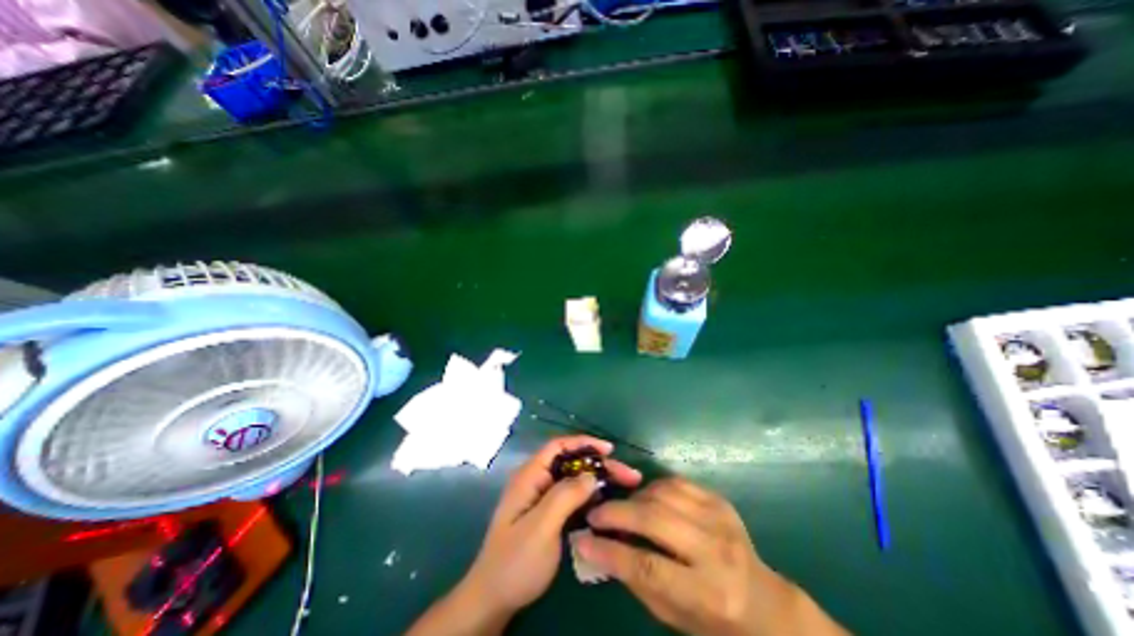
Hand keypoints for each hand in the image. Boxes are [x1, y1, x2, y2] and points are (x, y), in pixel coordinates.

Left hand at [456, 436, 635, 618]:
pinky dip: (590, 495)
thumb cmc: (515, 562)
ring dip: (597, 480)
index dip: (583, 443)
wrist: (494, 599)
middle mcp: (536, 480)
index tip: (610, 450)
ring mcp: (542, 497)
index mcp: (530, 476)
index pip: (558, 446)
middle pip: (570, 462)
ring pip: (574, 479)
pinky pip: (572, 496)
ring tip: (624, 485)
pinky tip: (607, 502)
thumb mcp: (541, 528)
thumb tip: (592, 475)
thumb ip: (565, 497)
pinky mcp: (548, 513)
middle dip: (598, 464)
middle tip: (628, 475)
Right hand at [580, 478, 844, 635]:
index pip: (649, 566)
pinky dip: (654, 487)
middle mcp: (716, 551)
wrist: (764, 603)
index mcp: (708, 594)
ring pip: (663, 493)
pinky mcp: (719, 500)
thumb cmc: (714, 620)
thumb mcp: (674, 617)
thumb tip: (599, 548)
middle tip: (595, 512)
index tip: (583, 540)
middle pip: (655, 519)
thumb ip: (637, 581)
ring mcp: (720, 519)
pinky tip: (646, 498)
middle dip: (618, 513)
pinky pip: (676, 482)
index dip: (610, 552)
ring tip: (621, 507)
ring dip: (634, 497)